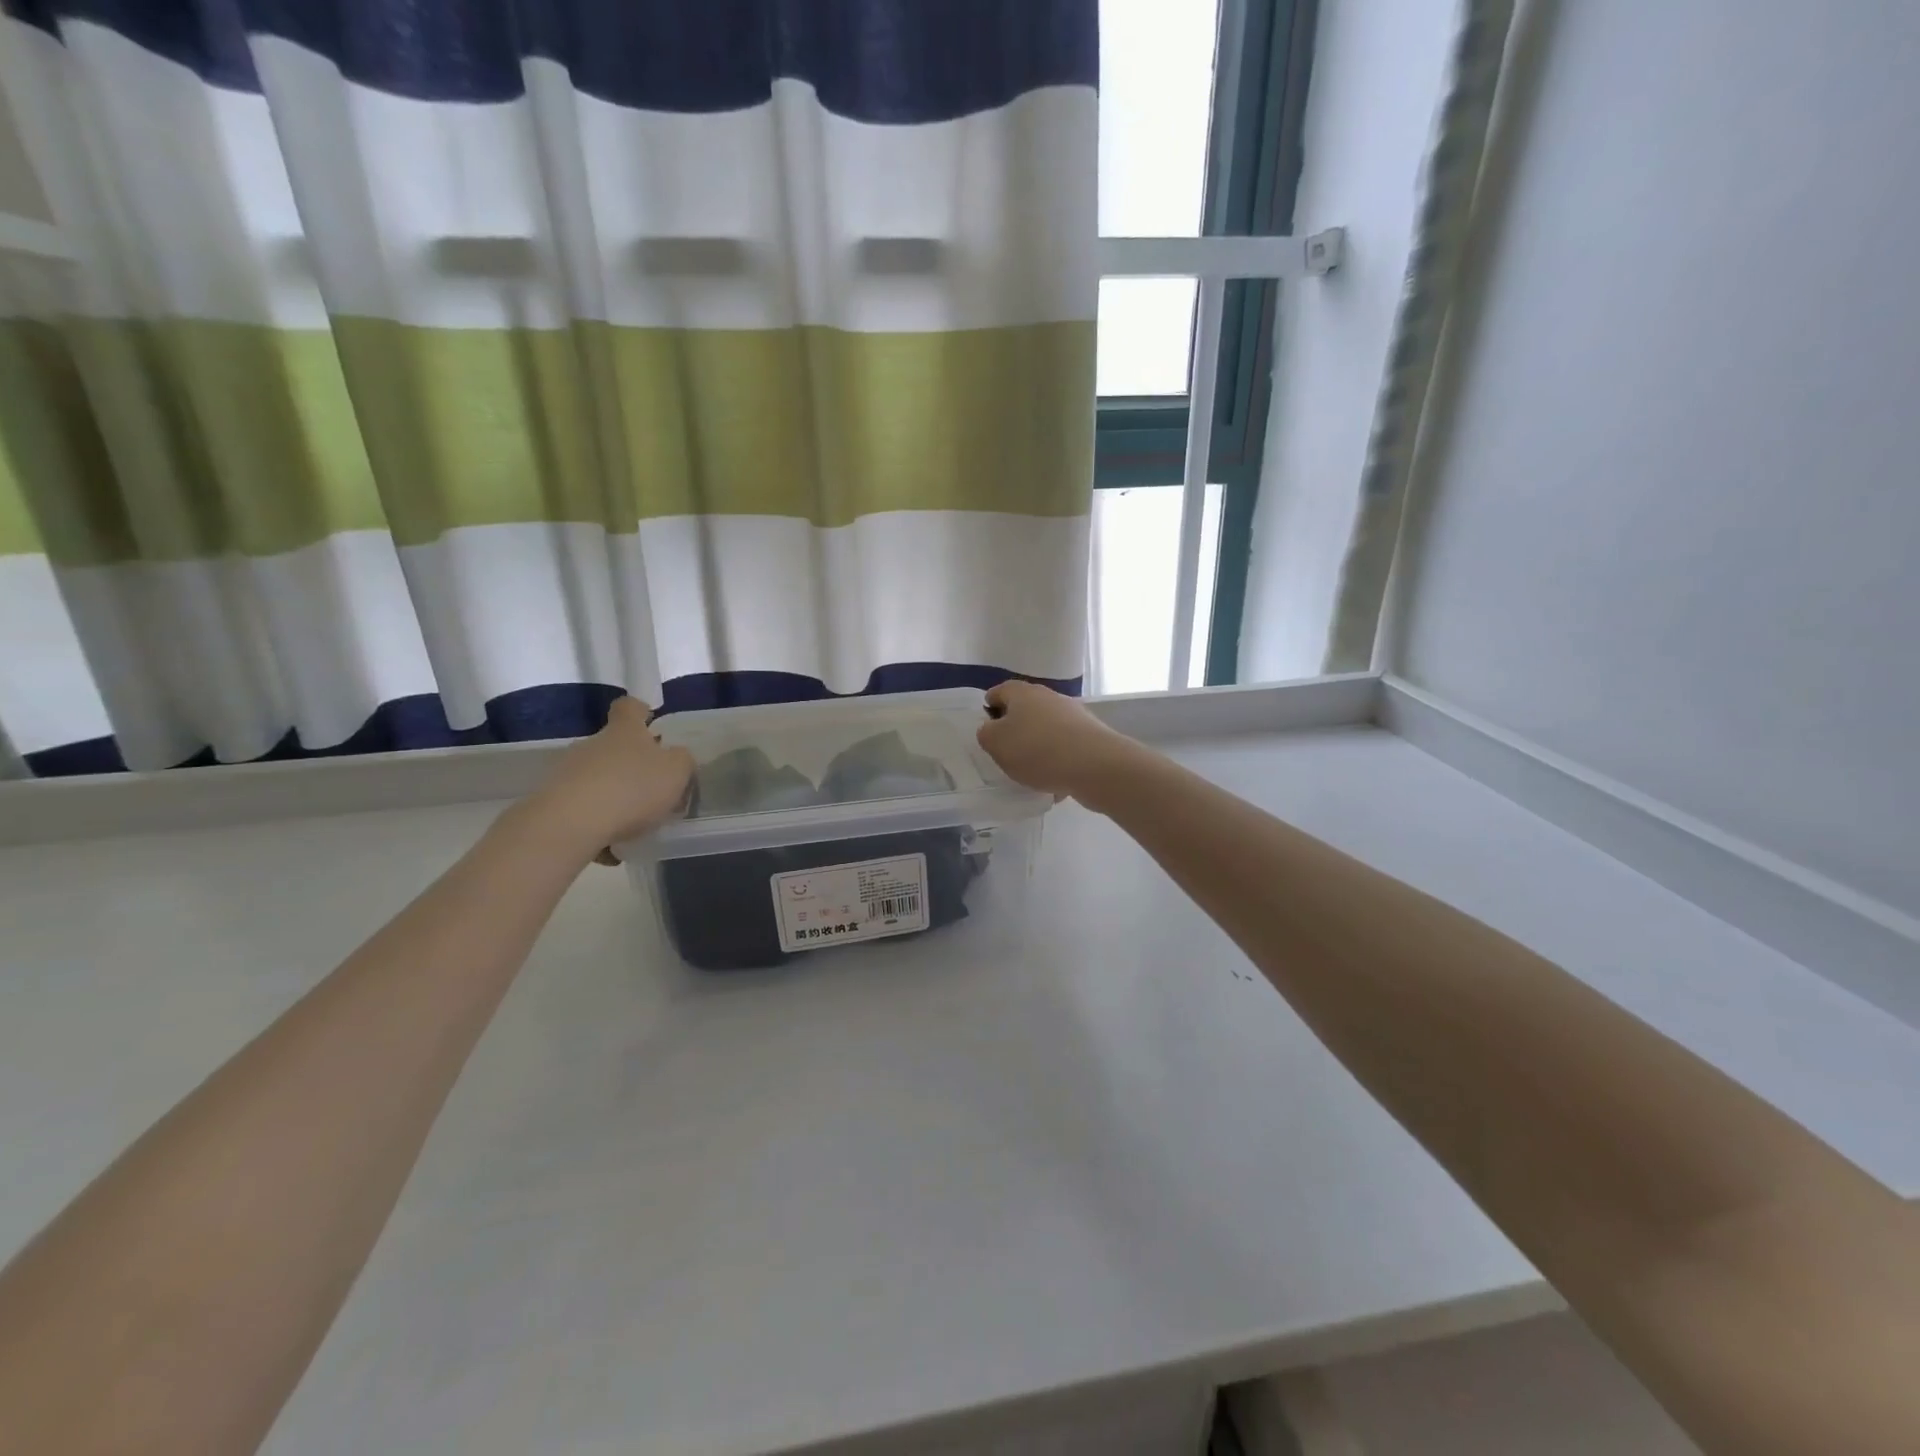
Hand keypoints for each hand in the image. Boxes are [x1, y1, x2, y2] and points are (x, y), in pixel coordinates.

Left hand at [520, 697, 694, 862]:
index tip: (650, 723)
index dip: (641, 711)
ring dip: (613, 799)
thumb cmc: (632, 788)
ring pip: (596, 780)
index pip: (630, 707)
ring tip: (631, 830)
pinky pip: (581, 810)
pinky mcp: (551, 801)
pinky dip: (596, 826)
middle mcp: (593, 745)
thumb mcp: (676, 772)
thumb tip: (676, 758)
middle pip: (612, 747)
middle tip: (651, 792)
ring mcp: (567, 772)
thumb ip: (682, 761)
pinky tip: (609, 850)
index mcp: (625, 732)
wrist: (571, 823)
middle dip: (630, 766)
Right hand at [976, 680, 1141, 806]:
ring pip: (1046, 729)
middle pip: (1024, 710)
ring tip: (1030, 772)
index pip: (998, 692)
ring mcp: (1073, 714)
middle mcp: (1048, 697)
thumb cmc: (1037, 750)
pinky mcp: (1090, 735)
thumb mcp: (996, 743)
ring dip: (1037, 746)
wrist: (1095, 765)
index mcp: (1022, 693)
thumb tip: (991, 728)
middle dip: (1015, 729)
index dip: (988, 709)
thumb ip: (986, 734)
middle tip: (1005, 753)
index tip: (986, 731)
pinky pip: (1065, 747)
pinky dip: (1058, 761)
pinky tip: (1055, 782)